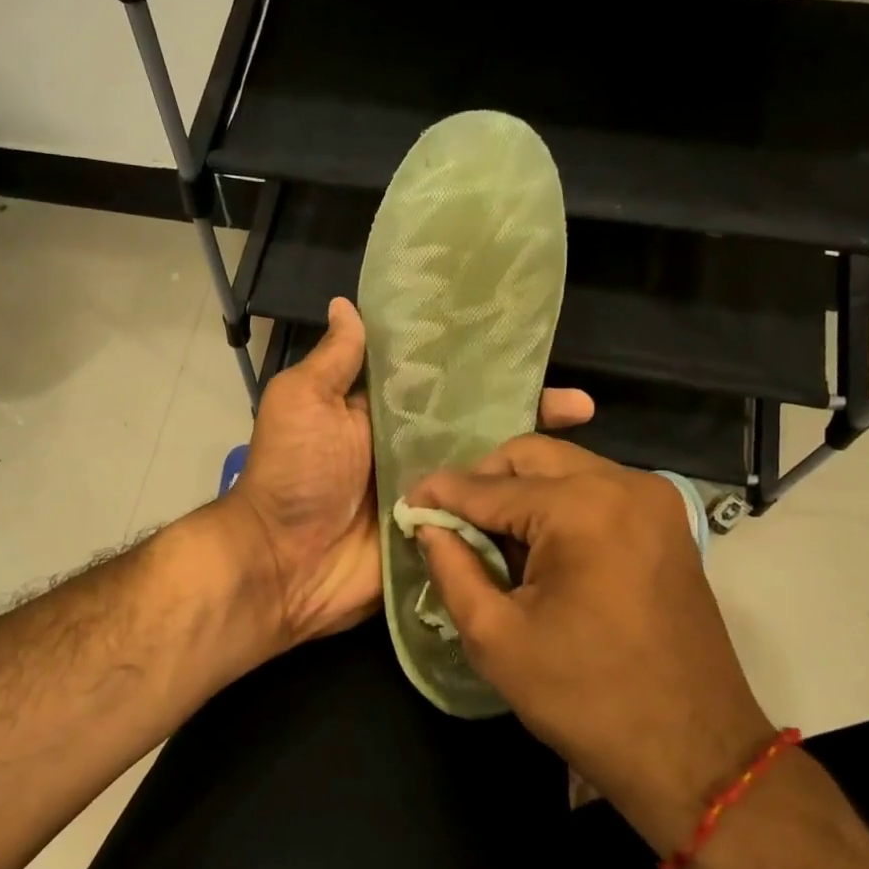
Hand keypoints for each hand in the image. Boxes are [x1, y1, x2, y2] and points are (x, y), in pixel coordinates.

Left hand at [223, 299, 594, 646]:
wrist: (283, 566)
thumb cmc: (292, 475)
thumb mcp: (302, 402)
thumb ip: (334, 360)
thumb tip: (349, 303)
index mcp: (381, 411)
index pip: (442, 379)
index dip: (481, 364)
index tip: (529, 346)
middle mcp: (410, 448)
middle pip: (476, 423)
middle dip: (525, 411)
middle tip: (580, 405)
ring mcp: (429, 493)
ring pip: (487, 470)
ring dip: (530, 459)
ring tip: (585, 447)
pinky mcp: (439, 534)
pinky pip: (481, 518)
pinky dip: (515, 510)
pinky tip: (563, 500)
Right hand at [406, 435, 774, 851]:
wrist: (692, 751)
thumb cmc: (584, 697)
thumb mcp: (496, 637)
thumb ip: (452, 568)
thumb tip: (428, 526)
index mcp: (581, 508)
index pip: (489, 486)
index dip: (440, 493)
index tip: (406, 503)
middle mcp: (623, 484)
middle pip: (531, 457)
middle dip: (482, 482)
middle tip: (450, 522)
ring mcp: (654, 500)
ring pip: (564, 469)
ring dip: (519, 493)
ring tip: (489, 540)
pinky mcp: (666, 522)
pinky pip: (595, 490)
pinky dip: (556, 505)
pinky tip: (536, 548)